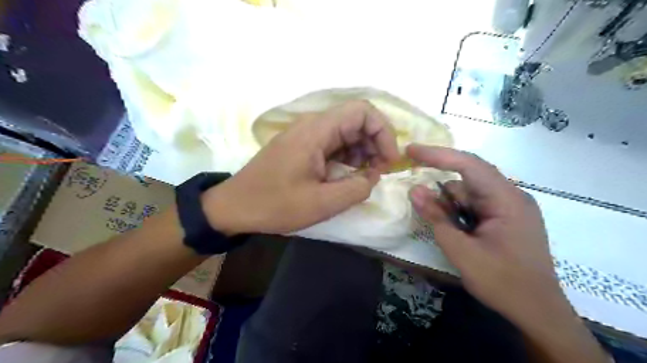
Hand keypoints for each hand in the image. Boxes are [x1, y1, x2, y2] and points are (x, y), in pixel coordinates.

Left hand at [201, 100, 399, 235]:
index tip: (389, 160)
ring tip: (366, 177)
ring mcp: (305, 136)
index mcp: (315, 132)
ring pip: (346, 133)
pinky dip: (347, 157)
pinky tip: (349, 176)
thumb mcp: (321, 203)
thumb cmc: (274, 205)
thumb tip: (373, 176)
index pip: (362, 111)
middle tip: (380, 172)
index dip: (383, 132)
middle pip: (356, 121)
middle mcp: (312, 127)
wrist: (234, 207)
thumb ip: (356, 189)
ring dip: (362, 152)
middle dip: (375, 143)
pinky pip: (333, 144)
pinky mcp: (302, 148)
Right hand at [408, 143, 567, 323]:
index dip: (437, 154)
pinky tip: (462, 234)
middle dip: (444, 194)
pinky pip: (477, 205)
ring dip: (453, 208)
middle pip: (468, 180)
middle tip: (424, 208)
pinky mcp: (507, 217)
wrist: (538, 313)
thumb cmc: (502, 283)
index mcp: (506, 199)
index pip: (468, 164)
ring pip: (470, 193)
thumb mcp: (461, 251)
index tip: (411, 150)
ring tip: (453, 235)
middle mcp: (511, 196)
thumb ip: (437, 218)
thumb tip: (414, 190)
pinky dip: (461, 214)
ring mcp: (511, 206)